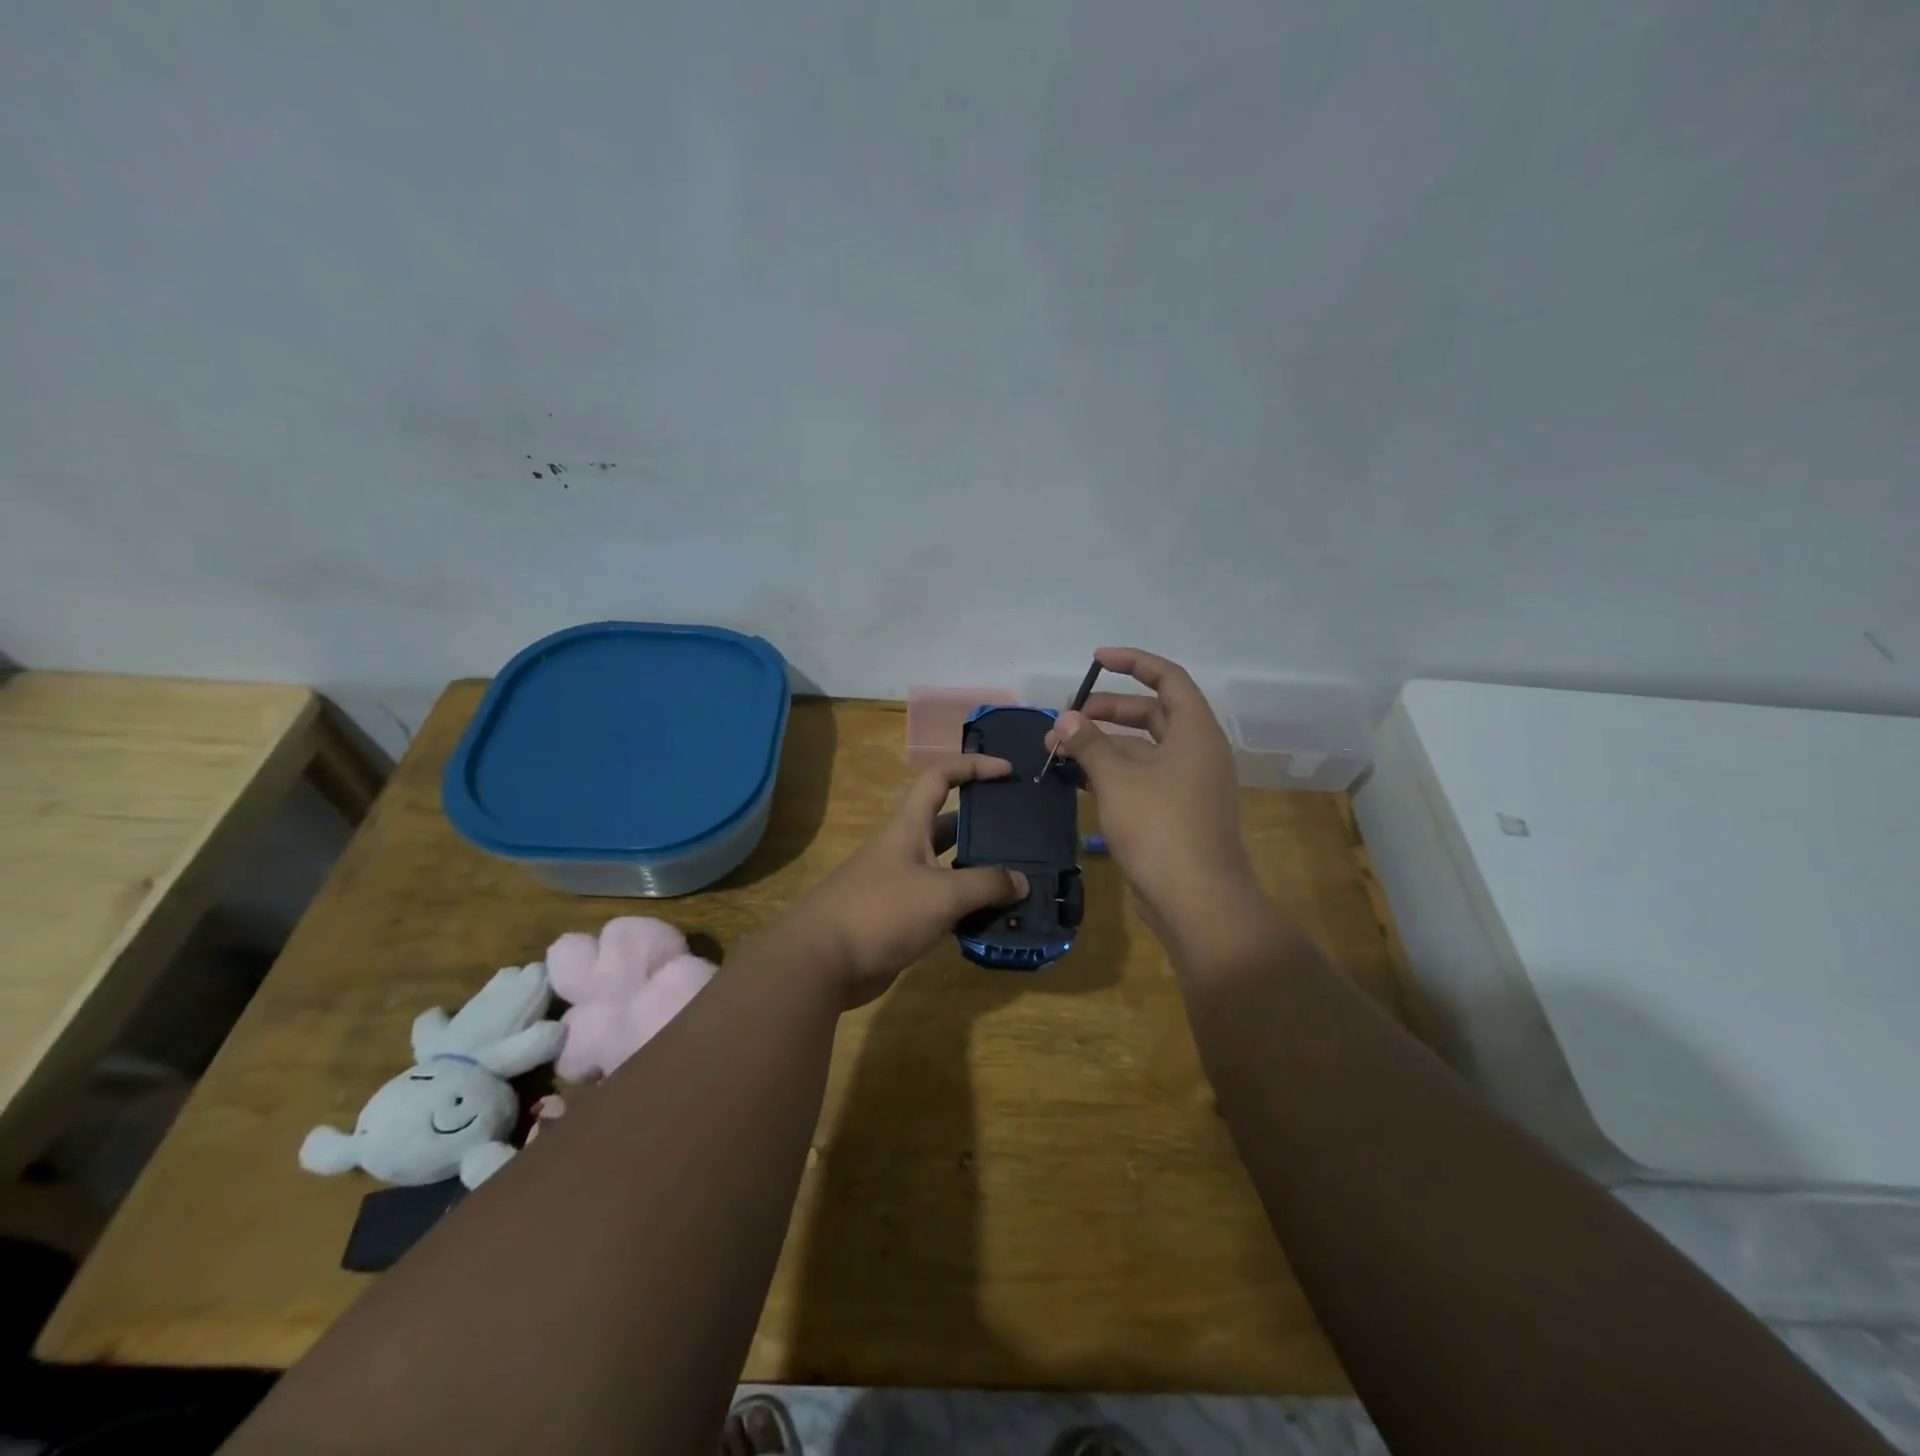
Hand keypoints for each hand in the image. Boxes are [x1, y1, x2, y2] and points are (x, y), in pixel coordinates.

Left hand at [788, 755, 1029, 1007]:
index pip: (940, 777)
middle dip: (983, 824)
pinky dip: (966, 908)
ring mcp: (901, 884)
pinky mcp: (900, 918)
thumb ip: (985, 884)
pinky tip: (994, 920)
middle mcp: (905, 848)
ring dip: (979, 872)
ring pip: (948, 868)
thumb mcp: (941, 894)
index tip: (1007, 770)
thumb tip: (1022, 882)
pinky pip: (941, 903)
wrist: (822, 962)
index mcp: (908, 826)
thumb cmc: (881, 911)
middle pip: (948, 824)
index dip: (973, 766)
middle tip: (1023, 833)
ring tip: (1020, 880)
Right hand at [1044, 648, 1268, 962]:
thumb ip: (1089, 743)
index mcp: (1195, 732)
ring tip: (1058, 751)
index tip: (1096, 659)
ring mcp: (1186, 784)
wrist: (1196, 901)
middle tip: (1066, 719)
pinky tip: (1075, 780)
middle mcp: (1195, 752)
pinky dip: (1109, 773)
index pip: (1168, 678)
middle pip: (1150, 714)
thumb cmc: (1160, 828)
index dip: (1133, 662)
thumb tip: (1064, 719)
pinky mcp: (1173, 812)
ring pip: (1140, 750)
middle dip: (1107, 711)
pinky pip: (1139, 778)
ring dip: (1102, 746)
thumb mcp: (1117, 779)